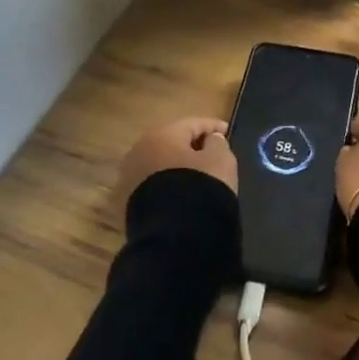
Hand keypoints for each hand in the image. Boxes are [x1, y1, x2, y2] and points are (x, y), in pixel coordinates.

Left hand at [118, 116, 237, 195]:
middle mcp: (140, 151)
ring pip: (161, 164)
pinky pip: (156, 184)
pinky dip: (170, 184)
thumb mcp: (220, 160)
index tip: (228, 133)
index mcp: (161, 135)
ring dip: (179, 166)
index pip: (192, 124)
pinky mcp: (130, 202)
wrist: (174, 235)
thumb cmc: (201, 186)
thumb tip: (210, 140)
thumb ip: (218, 143)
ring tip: (199, 175)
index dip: (213, 126)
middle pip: (172, 142)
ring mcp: (131, 177)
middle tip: (213, 152)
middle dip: (192, 146)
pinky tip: (184, 194)